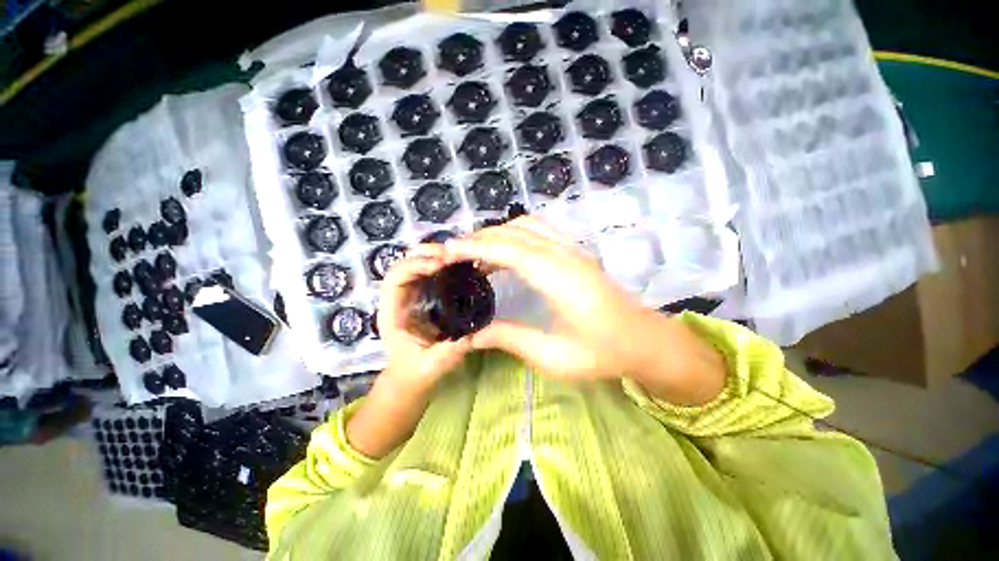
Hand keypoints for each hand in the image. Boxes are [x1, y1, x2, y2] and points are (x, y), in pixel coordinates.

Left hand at [376, 243, 471, 395]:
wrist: (411, 378)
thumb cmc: (416, 372)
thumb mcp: (432, 366)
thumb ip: (448, 353)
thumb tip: (471, 336)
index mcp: (393, 313)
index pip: (395, 279)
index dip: (415, 266)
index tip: (440, 264)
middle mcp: (398, 300)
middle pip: (403, 265)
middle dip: (424, 254)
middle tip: (450, 254)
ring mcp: (409, 297)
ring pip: (414, 266)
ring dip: (432, 256)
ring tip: (454, 255)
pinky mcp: (421, 297)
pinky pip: (426, 274)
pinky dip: (438, 264)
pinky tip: (455, 265)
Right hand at [443, 217, 650, 379]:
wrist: (645, 341)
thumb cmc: (603, 354)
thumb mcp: (553, 356)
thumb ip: (511, 339)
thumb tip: (473, 335)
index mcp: (561, 279)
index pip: (511, 250)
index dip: (477, 247)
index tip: (449, 251)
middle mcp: (566, 256)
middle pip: (515, 233)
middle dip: (480, 238)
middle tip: (453, 254)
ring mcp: (574, 250)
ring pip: (528, 225)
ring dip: (498, 233)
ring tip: (475, 252)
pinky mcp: (576, 252)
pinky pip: (541, 230)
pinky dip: (516, 233)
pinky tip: (506, 250)